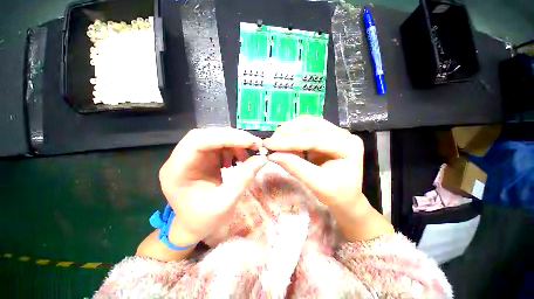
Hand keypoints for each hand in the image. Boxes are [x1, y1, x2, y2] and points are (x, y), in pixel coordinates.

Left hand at [159, 128, 265, 246]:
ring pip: (213, 138)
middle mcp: (180, 159)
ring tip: (249, 152)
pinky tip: (241, 157)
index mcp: (177, 171)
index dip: (225, 137)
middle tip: (254, 143)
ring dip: (234, 142)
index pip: (198, 142)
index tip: (250, 141)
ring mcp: (191, 157)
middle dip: (232, 137)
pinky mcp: (201, 158)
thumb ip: (244, 178)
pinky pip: (218, 145)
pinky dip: (233, 148)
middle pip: (205, 136)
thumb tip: (262, 158)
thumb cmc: (203, 220)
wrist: (192, 227)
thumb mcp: (226, 203)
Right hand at [264, 116, 393, 240]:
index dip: (289, 142)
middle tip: (270, 144)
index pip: (314, 139)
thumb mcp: (316, 184)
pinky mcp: (324, 136)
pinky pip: (305, 130)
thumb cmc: (336, 194)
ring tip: (275, 143)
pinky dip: (291, 135)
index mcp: (348, 146)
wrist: (346, 197)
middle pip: (310, 125)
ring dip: (288, 132)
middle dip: (287, 133)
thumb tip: (272, 155)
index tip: (268, 144)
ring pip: (306, 124)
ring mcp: (333, 133)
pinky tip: (284, 144)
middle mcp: (342, 134)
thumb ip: (295, 167)